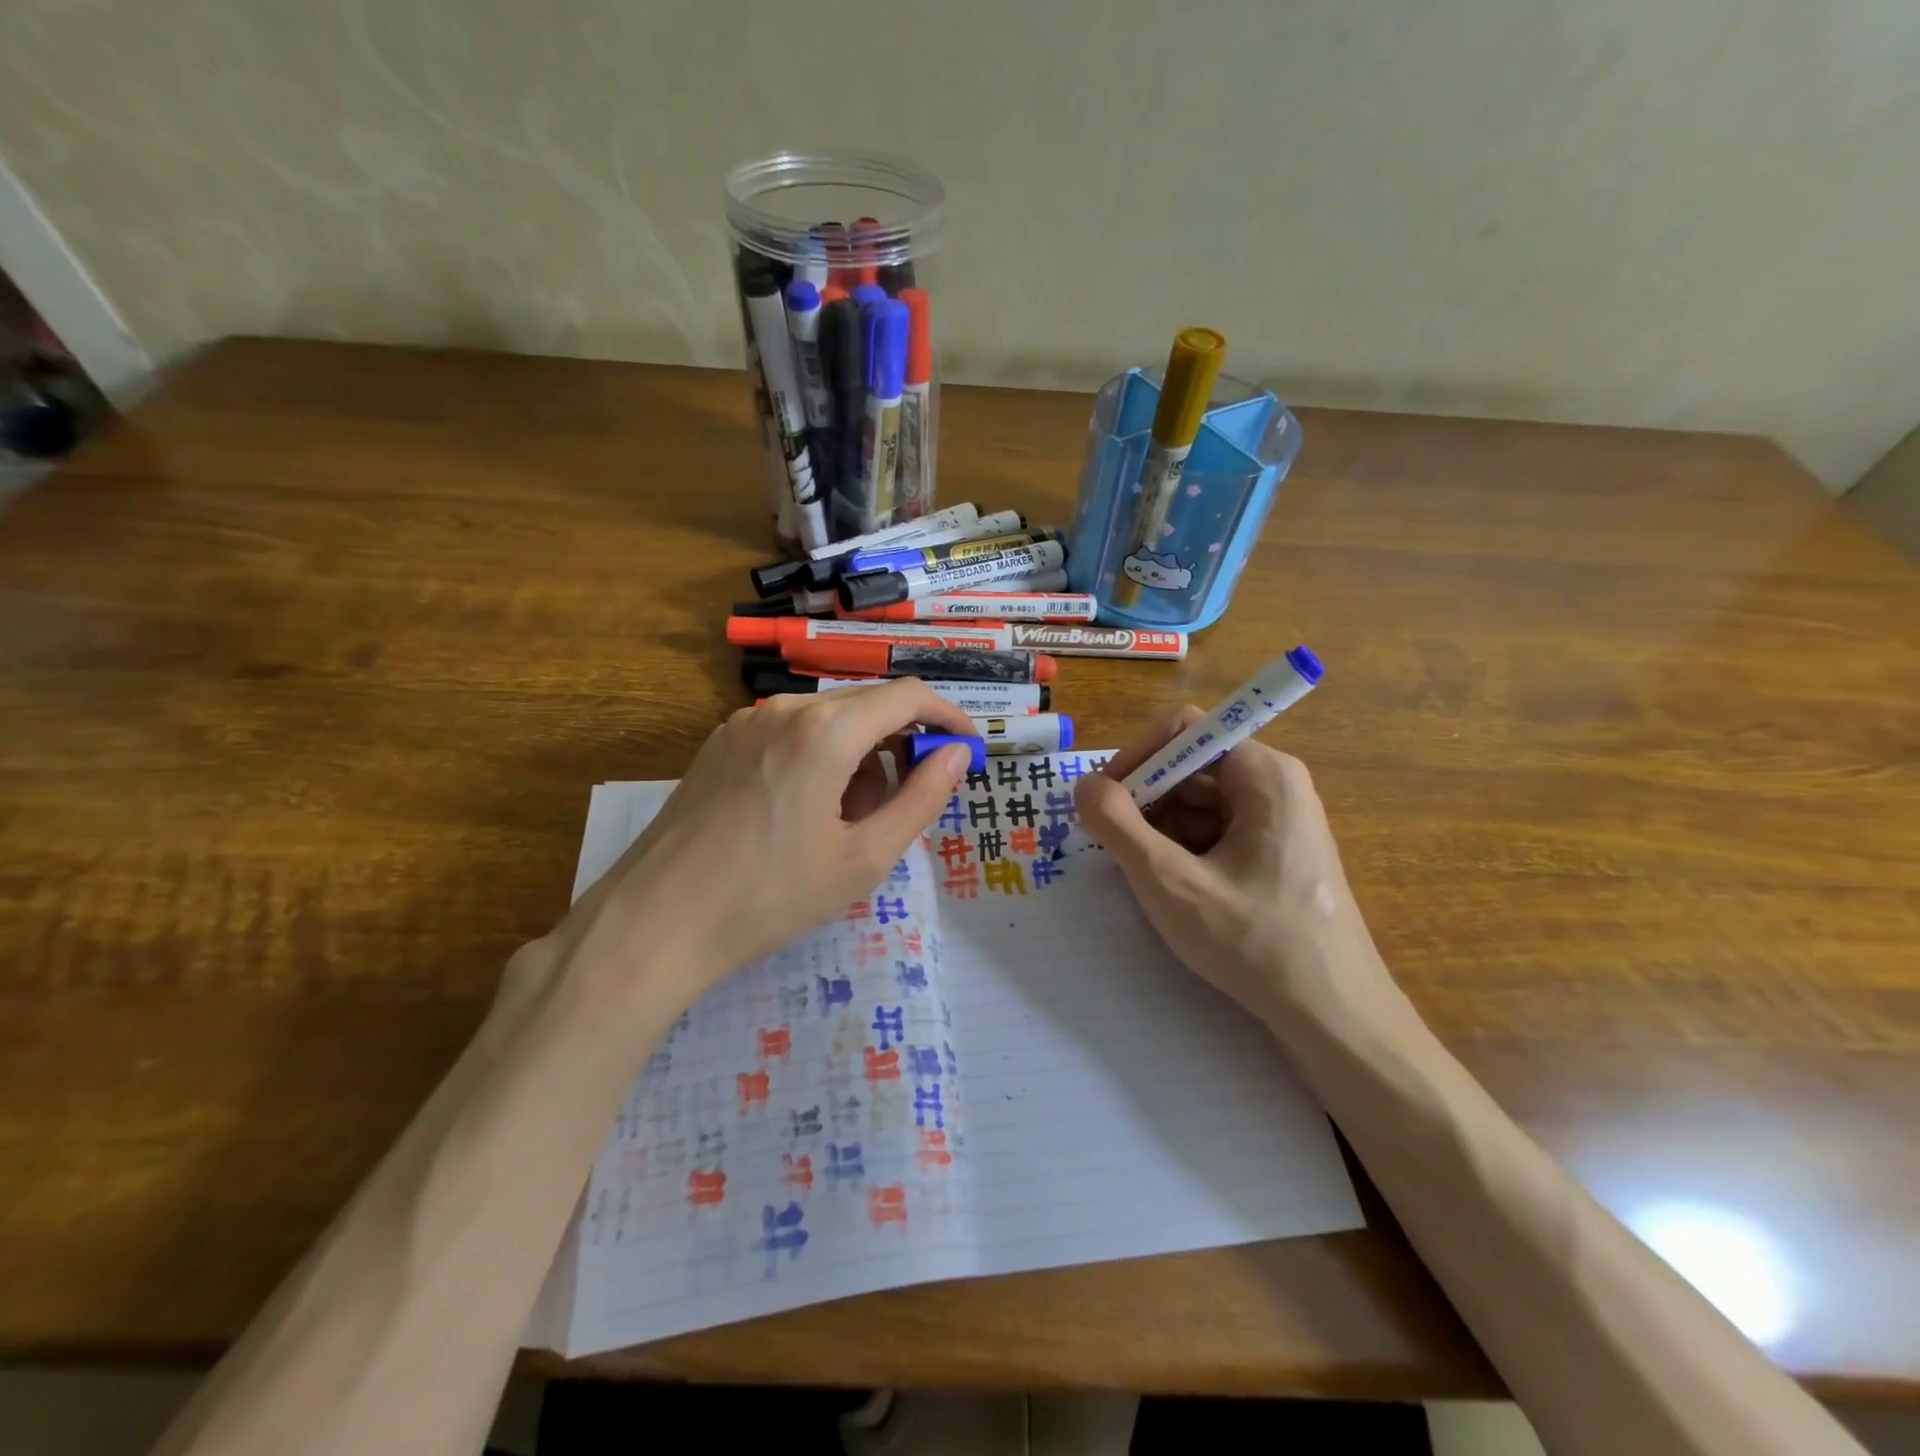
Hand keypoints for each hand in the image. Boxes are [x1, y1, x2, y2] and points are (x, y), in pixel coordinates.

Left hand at [551, 681, 974, 1007]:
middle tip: (907, 801)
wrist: (656, 921)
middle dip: (901, 744)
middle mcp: (785, 708)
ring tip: (849, 820)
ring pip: (829, 719)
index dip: (947, 717)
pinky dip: (820, 757)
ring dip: (859, 755)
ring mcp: (746, 722)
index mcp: (826, 730)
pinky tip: (806, 811)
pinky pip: (791, 732)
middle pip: (868, 705)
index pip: (908, 696)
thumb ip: (921, 799)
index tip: (966, 750)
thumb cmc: (771, 895)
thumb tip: (957, 755)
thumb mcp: (864, 858)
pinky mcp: (721, 742)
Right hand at [1074, 707, 1394, 1031]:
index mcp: (1264, 774)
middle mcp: (1276, 786)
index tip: (1105, 803)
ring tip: (1144, 878)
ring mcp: (1279, 822)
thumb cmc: (1255, 944)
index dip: (1137, 758)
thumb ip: (1118, 827)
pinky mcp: (1276, 855)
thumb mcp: (1172, 883)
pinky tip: (1174, 892)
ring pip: (1198, 804)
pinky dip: (1183, 853)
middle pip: (1190, 768)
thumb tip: (1084, 785)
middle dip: (1145, 802)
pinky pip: (1216, 833)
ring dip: (1160, 832)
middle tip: (1115, 849)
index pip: (1184, 731)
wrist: (1335, 1019)